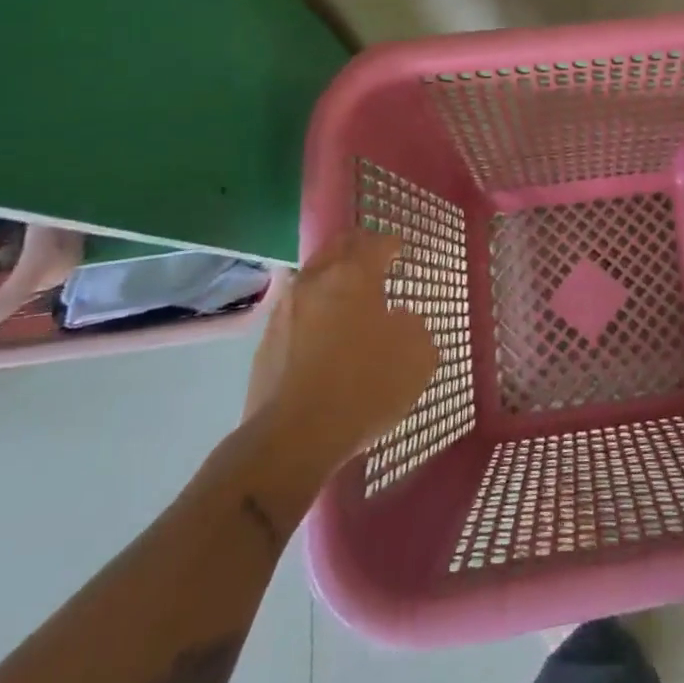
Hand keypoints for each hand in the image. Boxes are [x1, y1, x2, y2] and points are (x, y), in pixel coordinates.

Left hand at [239, 229, 439, 510]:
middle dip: (355, 247)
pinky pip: (296, 312)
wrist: (292, 438)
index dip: (390, 244)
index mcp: (355, 275)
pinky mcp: (266, 344)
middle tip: (371, 255)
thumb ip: (414, 327)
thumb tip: (400, 320)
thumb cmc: (365, 386)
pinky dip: (313, 311)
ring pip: (311, 277)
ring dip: (330, 278)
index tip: (399, 249)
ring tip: (347, 294)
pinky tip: (324, 331)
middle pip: (336, 248)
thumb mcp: (417, 356)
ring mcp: (285, 311)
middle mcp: (316, 282)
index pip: (375, 244)